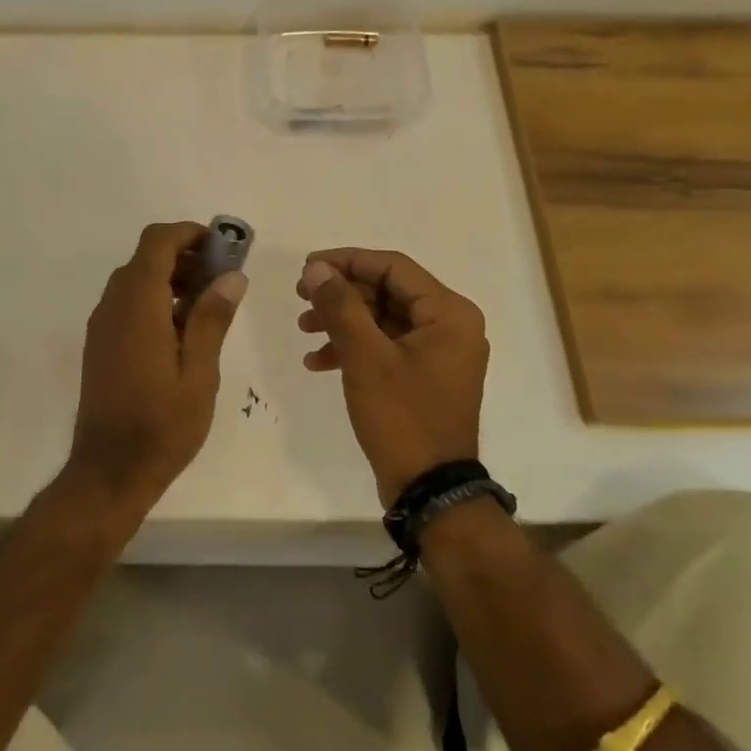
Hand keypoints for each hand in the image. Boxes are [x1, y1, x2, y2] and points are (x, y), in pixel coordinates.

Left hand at [66, 222, 247, 517]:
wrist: (108, 471)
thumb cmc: (161, 426)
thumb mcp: (199, 374)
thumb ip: (212, 319)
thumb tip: (232, 276)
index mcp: (138, 306)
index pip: (157, 242)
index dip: (189, 234)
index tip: (223, 248)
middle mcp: (113, 306)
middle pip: (146, 258)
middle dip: (186, 257)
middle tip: (223, 280)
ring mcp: (102, 325)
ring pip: (135, 280)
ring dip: (171, 279)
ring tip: (209, 307)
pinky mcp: (100, 344)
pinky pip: (127, 304)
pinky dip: (155, 300)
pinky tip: (182, 332)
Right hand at [296, 248, 488, 505]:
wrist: (430, 489)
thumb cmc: (402, 417)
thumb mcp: (365, 357)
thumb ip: (340, 306)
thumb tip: (317, 269)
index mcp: (449, 313)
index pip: (393, 268)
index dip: (347, 261)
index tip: (307, 268)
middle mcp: (450, 325)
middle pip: (386, 291)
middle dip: (341, 294)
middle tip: (300, 297)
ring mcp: (437, 352)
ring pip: (382, 319)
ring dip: (342, 321)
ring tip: (303, 329)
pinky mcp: (423, 375)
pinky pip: (385, 346)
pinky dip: (353, 348)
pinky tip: (317, 362)